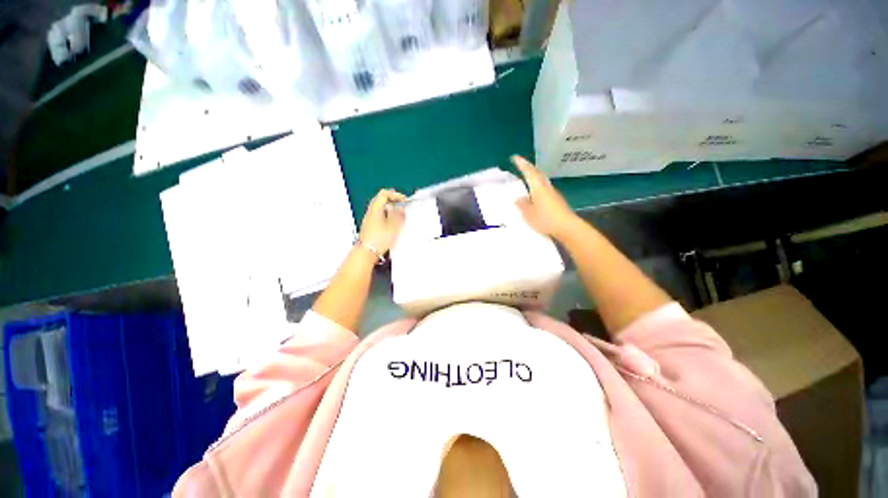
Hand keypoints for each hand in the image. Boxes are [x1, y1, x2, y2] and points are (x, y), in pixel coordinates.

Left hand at [359, 189, 406, 252]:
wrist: (367, 253)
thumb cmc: (378, 240)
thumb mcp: (394, 227)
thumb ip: (399, 216)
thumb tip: (402, 208)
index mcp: (376, 209)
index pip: (384, 194)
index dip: (395, 195)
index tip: (403, 200)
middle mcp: (371, 212)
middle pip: (381, 200)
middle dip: (393, 201)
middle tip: (402, 206)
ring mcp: (369, 219)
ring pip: (380, 209)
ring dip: (390, 210)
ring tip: (399, 217)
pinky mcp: (369, 227)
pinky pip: (379, 217)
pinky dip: (387, 217)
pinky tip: (392, 226)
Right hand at [512, 155, 578, 240]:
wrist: (567, 227)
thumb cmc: (546, 219)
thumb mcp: (529, 214)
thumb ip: (522, 205)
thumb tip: (518, 198)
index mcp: (538, 188)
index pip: (529, 172)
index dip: (521, 164)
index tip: (514, 157)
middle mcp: (546, 187)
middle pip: (537, 174)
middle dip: (529, 168)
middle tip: (521, 165)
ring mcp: (553, 194)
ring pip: (542, 181)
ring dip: (534, 177)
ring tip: (527, 178)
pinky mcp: (557, 201)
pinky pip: (544, 189)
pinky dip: (538, 186)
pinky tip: (535, 194)